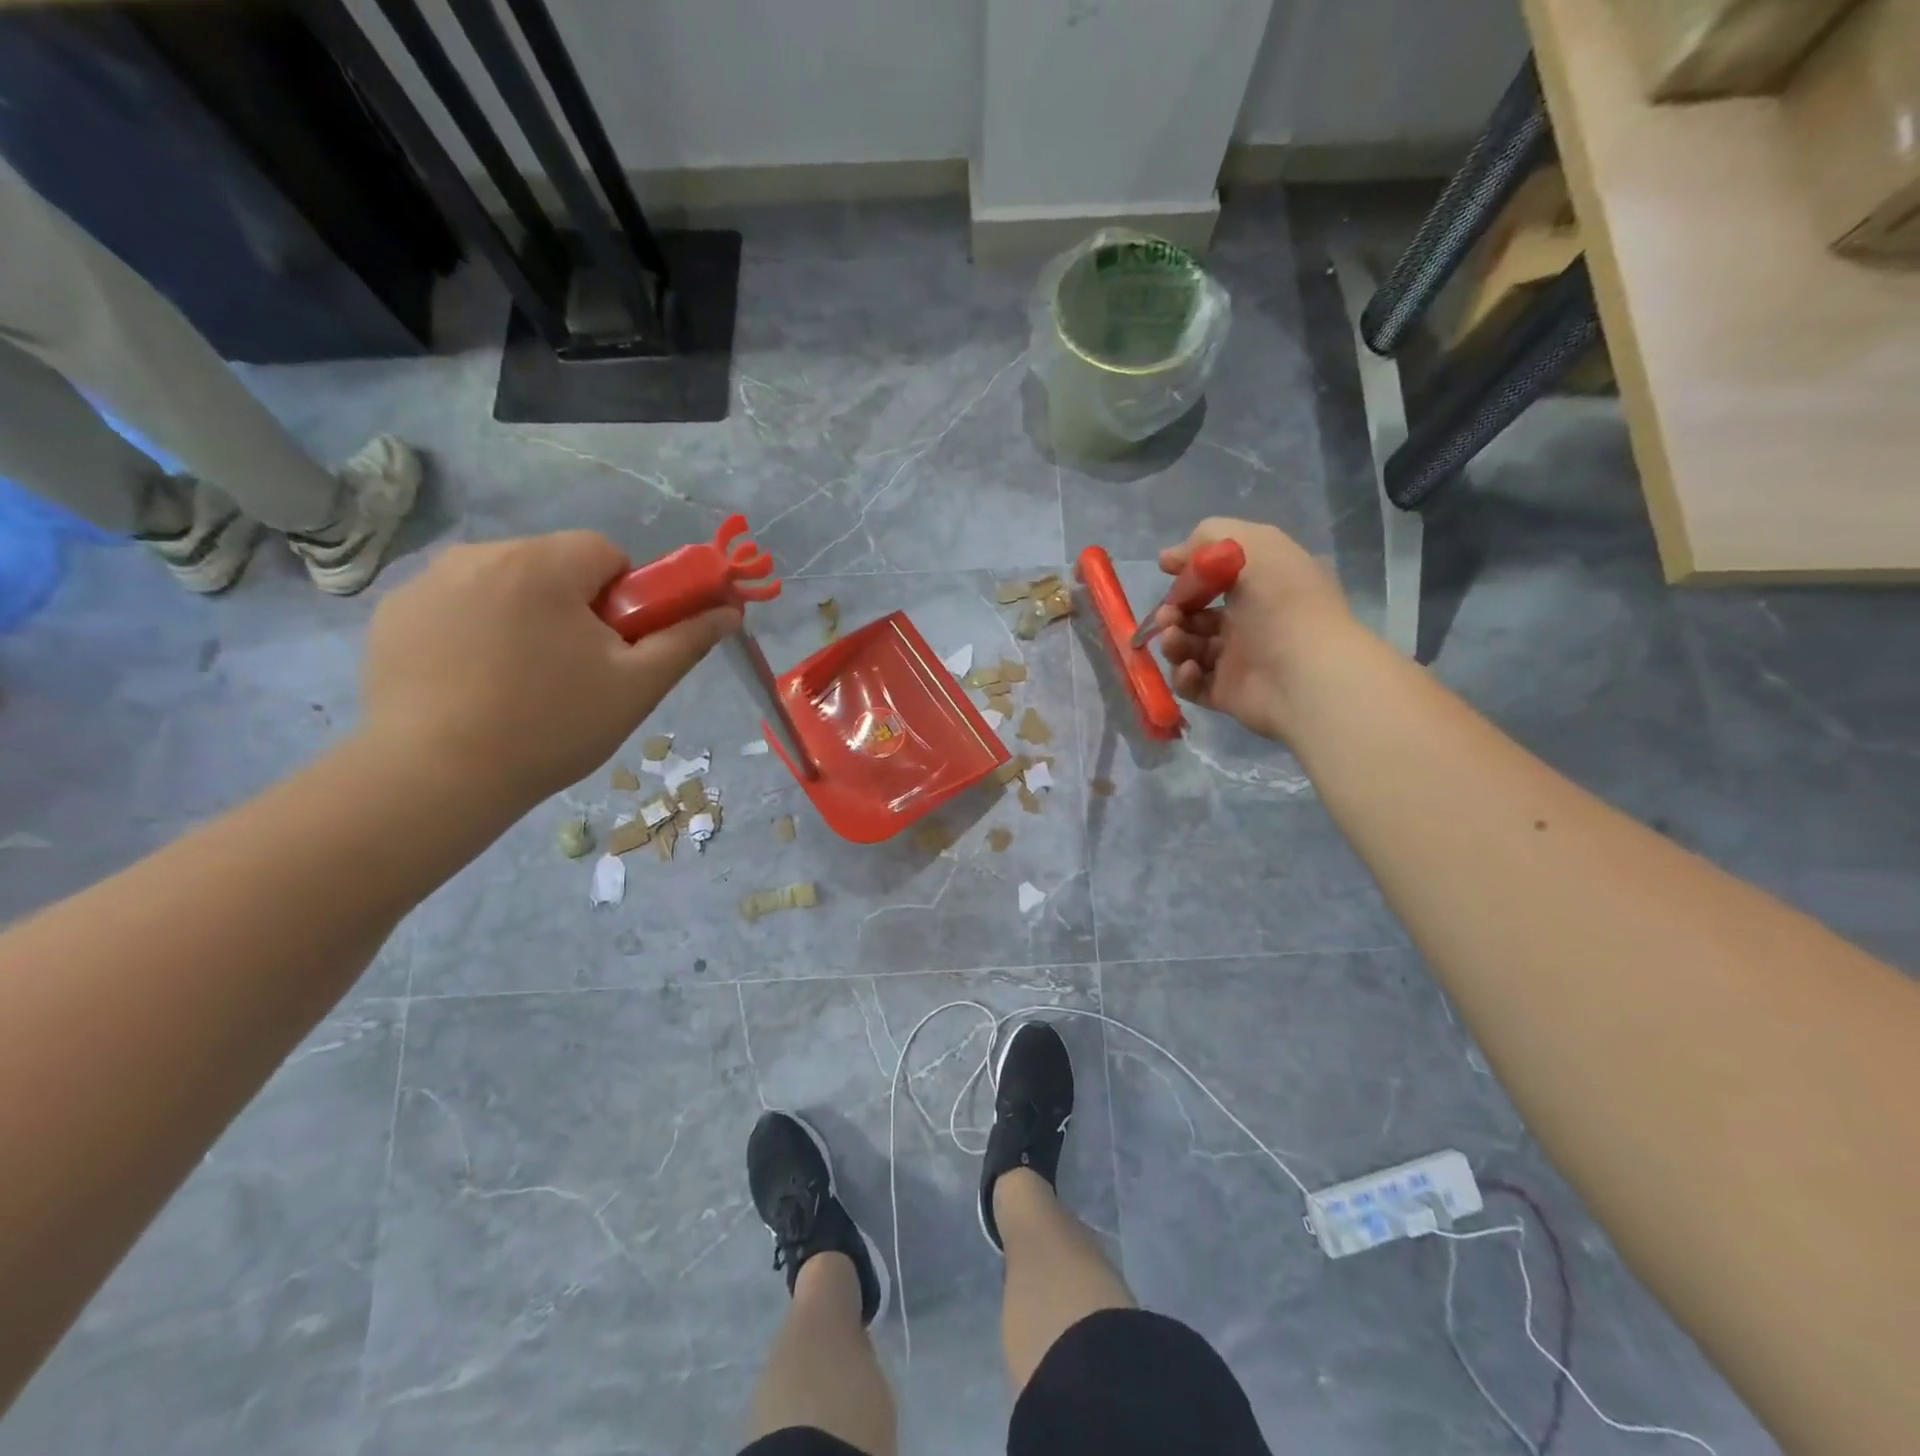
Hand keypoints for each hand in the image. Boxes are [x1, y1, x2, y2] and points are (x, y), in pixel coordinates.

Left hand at [360, 532, 738, 805]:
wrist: (435, 778)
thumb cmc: (551, 727)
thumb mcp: (637, 686)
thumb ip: (687, 639)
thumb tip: (730, 610)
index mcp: (542, 564)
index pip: (606, 552)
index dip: (625, 598)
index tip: (617, 647)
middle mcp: (479, 554)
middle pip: (555, 565)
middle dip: (576, 606)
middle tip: (576, 671)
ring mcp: (426, 582)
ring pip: (506, 583)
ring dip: (526, 615)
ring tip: (521, 681)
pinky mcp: (393, 613)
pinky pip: (459, 604)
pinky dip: (477, 630)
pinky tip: (474, 682)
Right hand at [1151, 517, 1355, 742]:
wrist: (1305, 674)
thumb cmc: (1280, 603)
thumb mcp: (1248, 546)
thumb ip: (1205, 539)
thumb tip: (1169, 559)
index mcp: (1263, 583)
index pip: (1218, 572)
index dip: (1190, 571)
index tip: (1166, 569)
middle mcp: (1251, 619)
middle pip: (1196, 612)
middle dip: (1173, 610)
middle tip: (1168, 615)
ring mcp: (1239, 659)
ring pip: (1189, 647)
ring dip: (1173, 641)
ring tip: (1174, 640)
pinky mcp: (1227, 693)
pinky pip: (1193, 683)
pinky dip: (1183, 676)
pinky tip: (1190, 668)